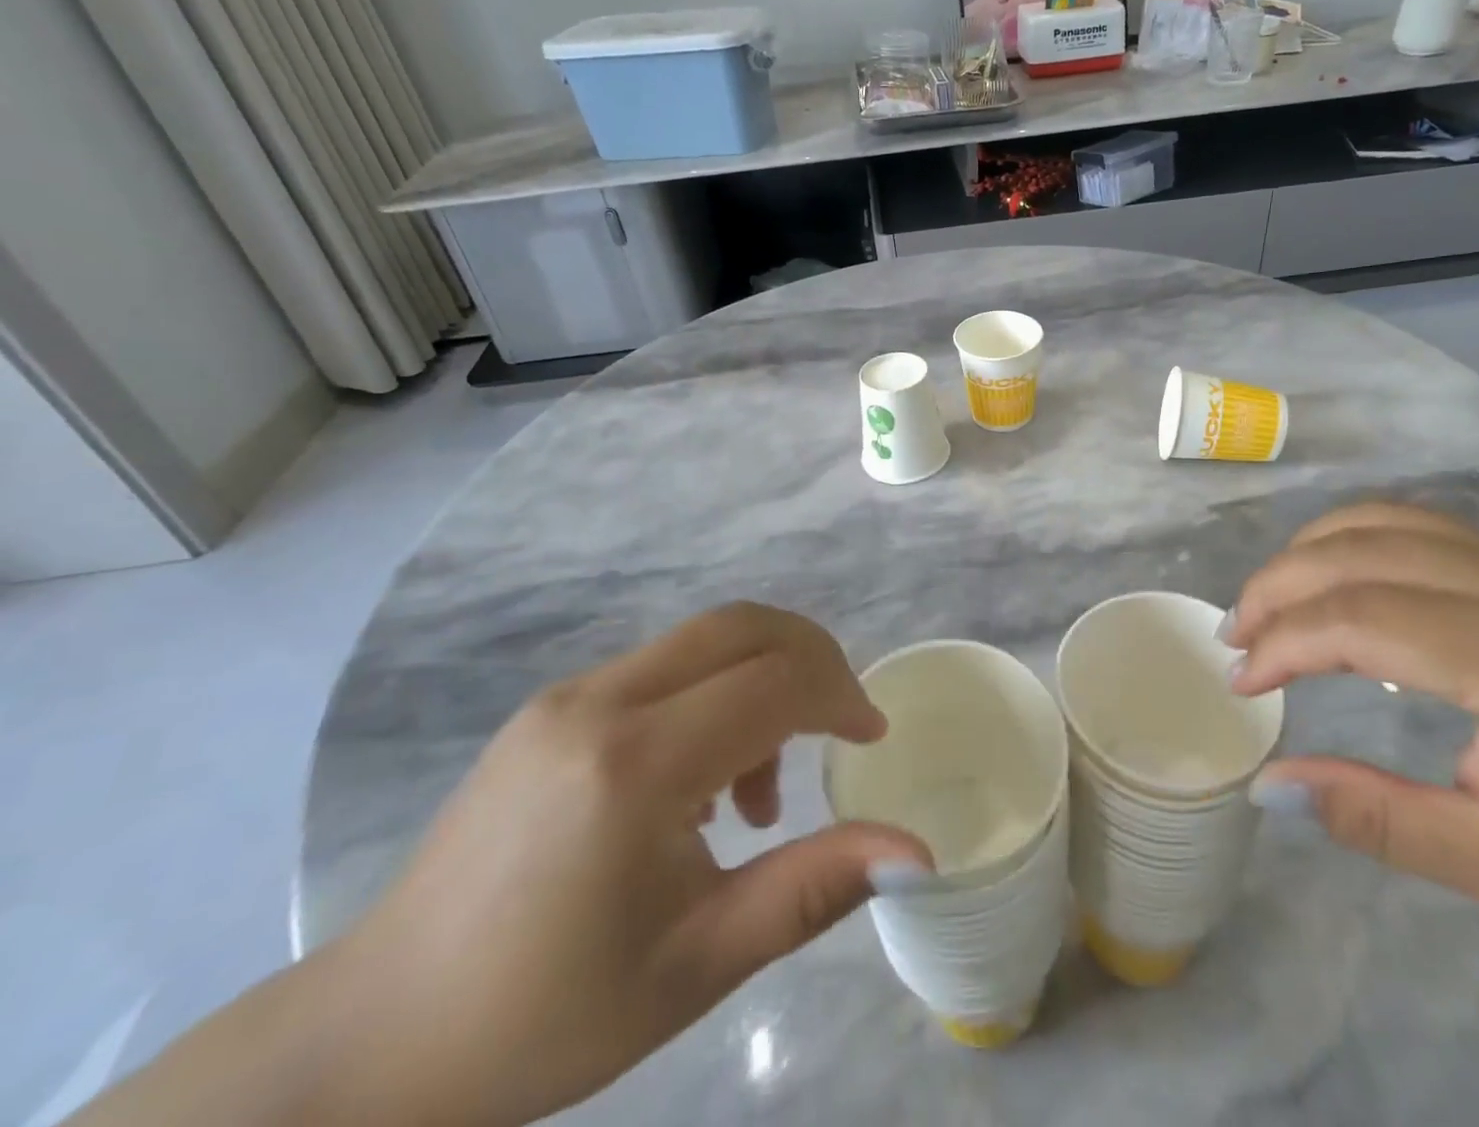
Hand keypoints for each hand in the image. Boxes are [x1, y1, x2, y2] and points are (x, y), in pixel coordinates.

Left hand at [313, 603, 929, 1126]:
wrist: (376, 1040)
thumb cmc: (548, 1015)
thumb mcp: (700, 963)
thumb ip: (814, 888)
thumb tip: (916, 851)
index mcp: (635, 763)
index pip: (773, 680)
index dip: (840, 694)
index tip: (871, 736)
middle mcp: (601, 700)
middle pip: (741, 625)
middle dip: (811, 657)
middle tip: (840, 722)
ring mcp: (568, 694)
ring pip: (703, 640)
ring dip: (760, 679)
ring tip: (758, 791)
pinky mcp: (551, 706)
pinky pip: (661, 668)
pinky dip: (712, 694)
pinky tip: (699, 784)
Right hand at [1227, 503, 1478, 1005]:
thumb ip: (1376, 819)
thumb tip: (1266, 784)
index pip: (1362, 618)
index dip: (1284, 643)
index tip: (1243, 684)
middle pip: (1356, 552)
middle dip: (1276, 588)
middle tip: (1234, 637)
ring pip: (1376, 520)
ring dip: (1303, 555)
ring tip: (1266, 606)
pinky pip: (1407, 522)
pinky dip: (1343, 541)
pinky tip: (1324, 581)